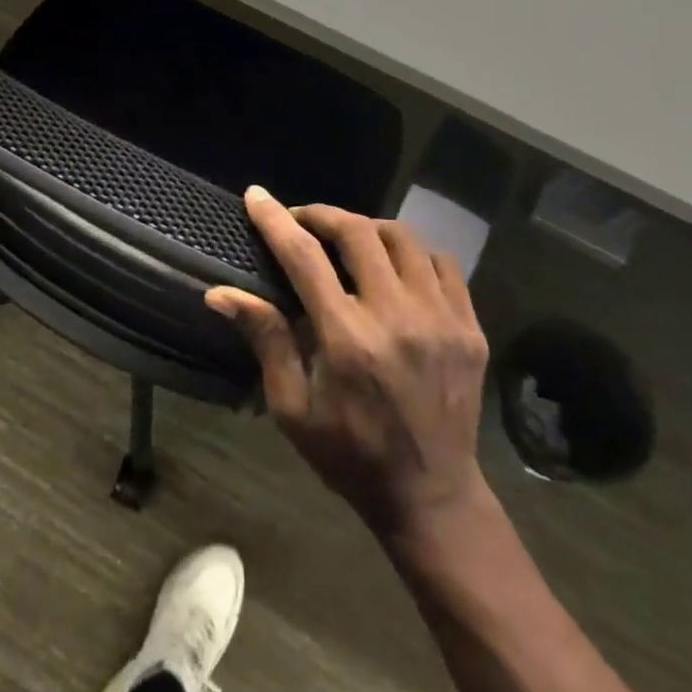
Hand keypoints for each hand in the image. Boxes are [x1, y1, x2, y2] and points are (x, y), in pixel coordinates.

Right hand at [207, 187, 490, 541]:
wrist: (431, 495)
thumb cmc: (348, 453)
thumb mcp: (292, 406)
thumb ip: (265, 339)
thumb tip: (220, 293)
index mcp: (348, 338)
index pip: (305, 257)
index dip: (276, 220)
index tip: (256, 196)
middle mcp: (398, 317)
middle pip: (358, 233)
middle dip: (322, 215)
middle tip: (302, 221)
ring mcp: (442, 320)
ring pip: (404, 239)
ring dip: (367, 228)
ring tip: (347, 239)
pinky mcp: (471, 329)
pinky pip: (444, 264)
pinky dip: (413, 252)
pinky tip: (395, 265)